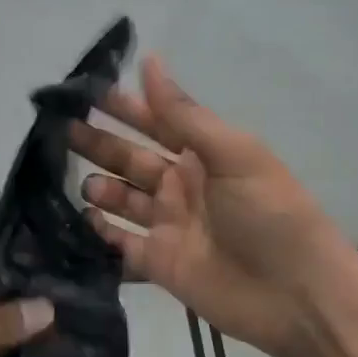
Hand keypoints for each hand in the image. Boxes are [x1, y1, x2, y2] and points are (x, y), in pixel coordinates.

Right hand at [70, 56, 353, 356]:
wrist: (297, 296)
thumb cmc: (270, 214)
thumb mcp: (233, 154)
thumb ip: (184, 114)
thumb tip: (149, 60)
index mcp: (204, 155)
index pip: (156, 121)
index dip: (123, 107)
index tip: (83, 93)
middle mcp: (182, 186)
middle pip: (131, 159)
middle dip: (99, 144)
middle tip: (61, 131)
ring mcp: (168, 225)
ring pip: (121, 199)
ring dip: (98, 188)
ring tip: (82, 184)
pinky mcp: (158, 263)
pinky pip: (119, 242)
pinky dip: (100, 231)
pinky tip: (82, 219)